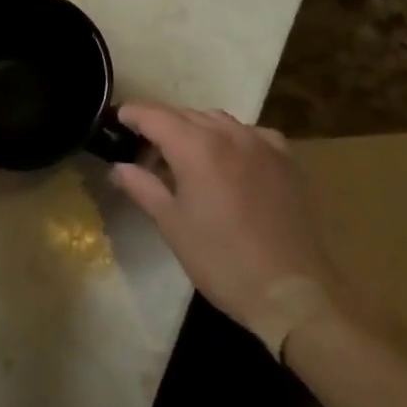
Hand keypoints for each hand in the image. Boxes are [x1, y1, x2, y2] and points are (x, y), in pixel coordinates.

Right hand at [110, 104, 336, 341]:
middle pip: (185, 114)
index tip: (115, 120)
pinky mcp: (286, 161)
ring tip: (183, 156)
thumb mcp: (171, 225)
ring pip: (218, 120)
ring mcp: (262, 144)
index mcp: (196, 146)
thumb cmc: (221, 259)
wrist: (291, 292)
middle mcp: (229, 134)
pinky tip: (229, 160)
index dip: (131, 114)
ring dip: (195, 129)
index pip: (154, 116)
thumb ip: (142, 187)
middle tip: (143, 149)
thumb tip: (119, 167)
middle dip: (160, 124)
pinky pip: (251, 134)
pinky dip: (231, 138)